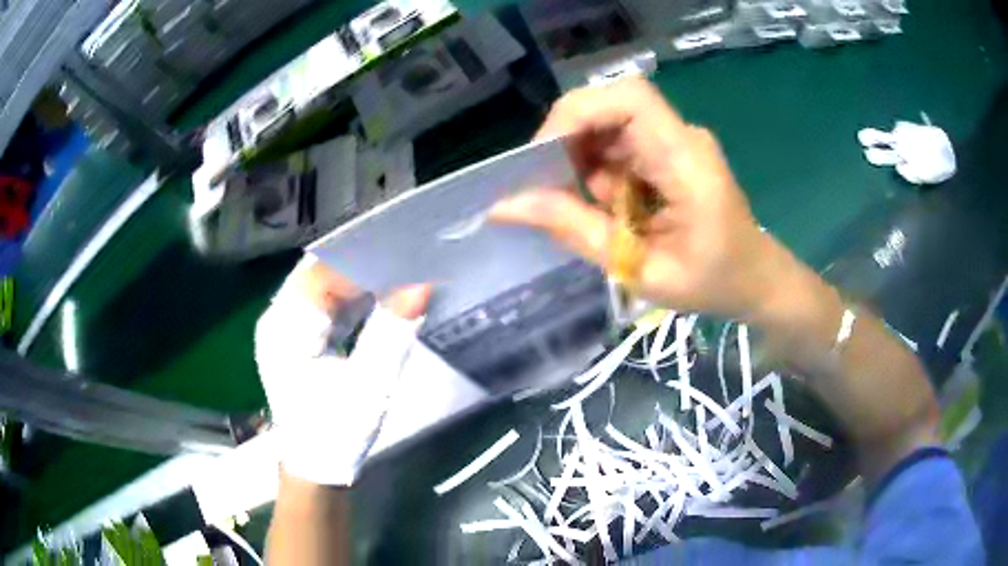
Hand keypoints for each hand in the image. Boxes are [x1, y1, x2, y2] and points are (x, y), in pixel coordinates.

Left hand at [255, 255, 429, 485]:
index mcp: (285, 327)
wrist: (316, 468)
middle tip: (406, 252)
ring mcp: (285, 327)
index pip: (323, 272)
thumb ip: (392, 333)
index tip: (405, 249)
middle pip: (320, 272)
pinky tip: (380, 294)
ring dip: (359, 278)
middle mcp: (278, 319)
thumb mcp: (370, 386)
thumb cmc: (337, 433)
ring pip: (323, 285)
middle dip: (362, 261)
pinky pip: (325, 304)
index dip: (364, 257)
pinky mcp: (297, 337)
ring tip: (400, 267)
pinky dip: (353, 297)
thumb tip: (422, 285)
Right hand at [491, 77, 792, 320]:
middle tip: (549, 188)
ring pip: (609, 125)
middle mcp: (681, 137)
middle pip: (611, 106)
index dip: (578, 112)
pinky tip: (607, 208)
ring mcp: (676, 141)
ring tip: (586, 209)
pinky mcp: (669, 151)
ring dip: (582, 160)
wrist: (756, 281)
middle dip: (570, 141)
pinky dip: (599, 172)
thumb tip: (505, 205)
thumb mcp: (640, 269)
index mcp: (686, 161)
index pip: (629, 98)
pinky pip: (620, 145)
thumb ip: (576, 230)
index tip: (542, 155)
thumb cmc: (712, 283)